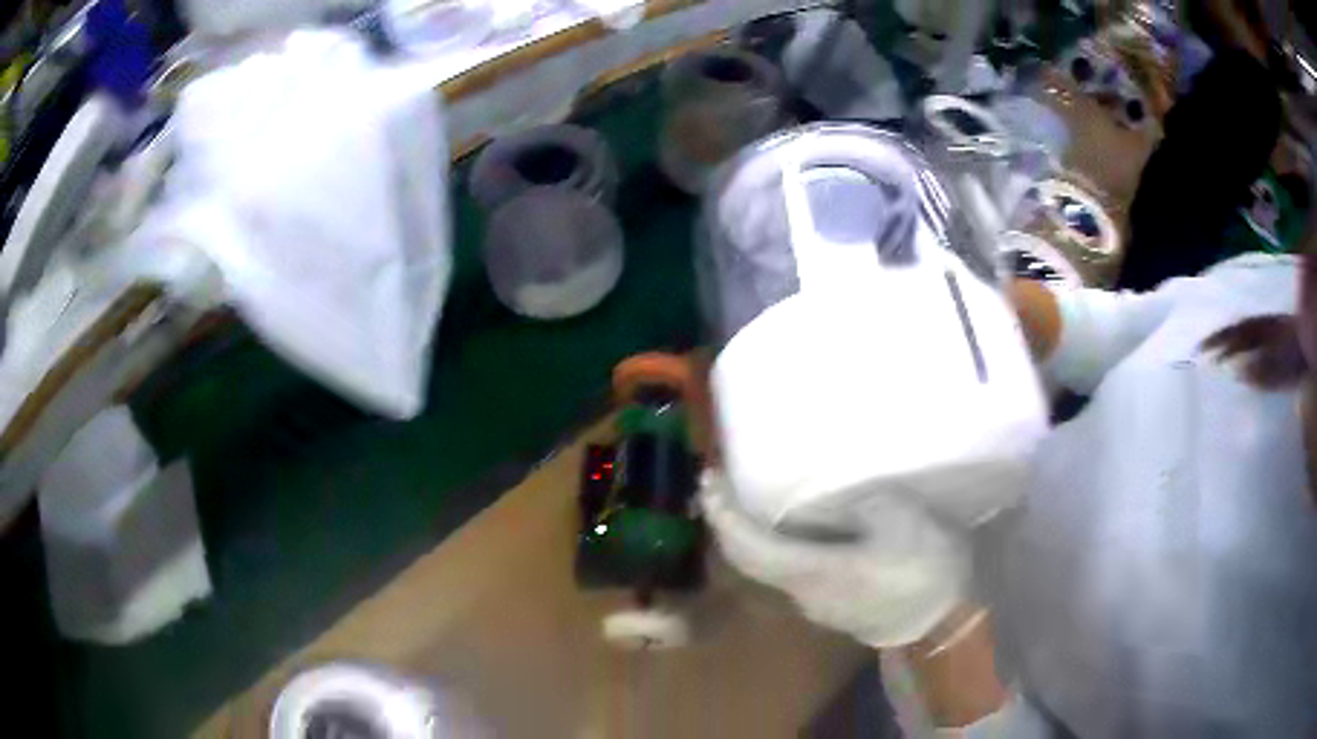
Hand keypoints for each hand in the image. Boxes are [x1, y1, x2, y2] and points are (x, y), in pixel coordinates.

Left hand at [699, 470, 970, 647]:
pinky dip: (775, 547)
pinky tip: (790, 527)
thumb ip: (852, 504)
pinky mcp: (832, 607)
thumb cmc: (926, 565)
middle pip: (747, 561)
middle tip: (718, 485)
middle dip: (725, 523)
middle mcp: (802, 595)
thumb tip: (822, 502)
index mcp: (812, 572)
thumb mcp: (895, 514)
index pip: (748, 545)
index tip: (708, 479)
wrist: (948, 621)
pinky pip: (791, 574)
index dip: (721, 513)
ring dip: (748, 537)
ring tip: (747, 499)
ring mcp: (816, 607)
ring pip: (767, 570)